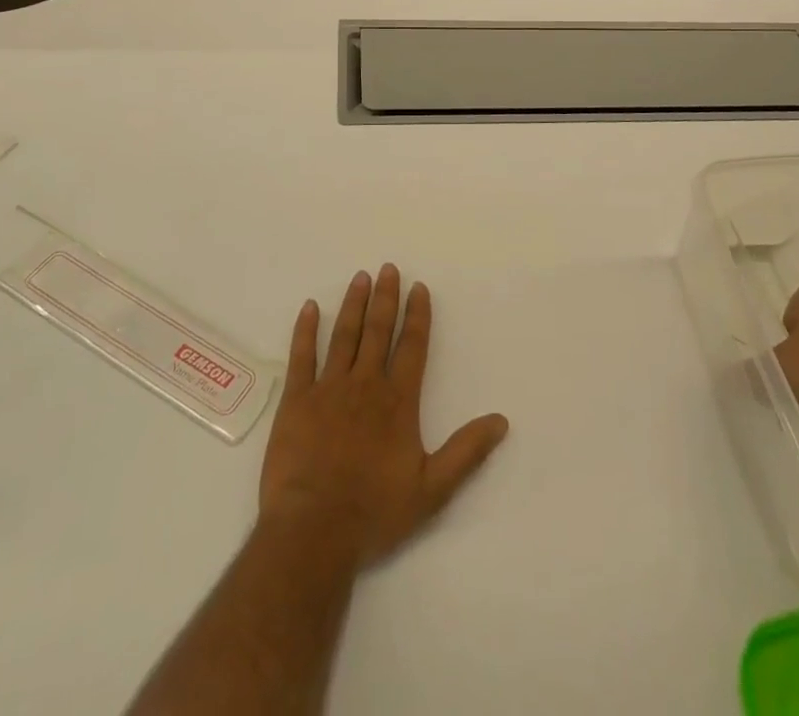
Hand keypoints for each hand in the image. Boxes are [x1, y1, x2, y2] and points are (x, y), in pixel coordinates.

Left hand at [259, 265, 509, 569]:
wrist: (313, 531)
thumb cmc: (374, 512)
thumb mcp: (432, 490)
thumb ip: (466, 452)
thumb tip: (501, 421)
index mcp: (398, 401)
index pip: (412, 346)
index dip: (417, 315)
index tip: (419, 287)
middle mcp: (365, 384)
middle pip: (377, 331)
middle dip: (385, 298)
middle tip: (388, 268)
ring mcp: (328, 389)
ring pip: (343, 335)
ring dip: (353, 304)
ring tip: (360, 277)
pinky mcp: (296, 401)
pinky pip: (302, 356)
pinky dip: (305, 330)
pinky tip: (309, 307)